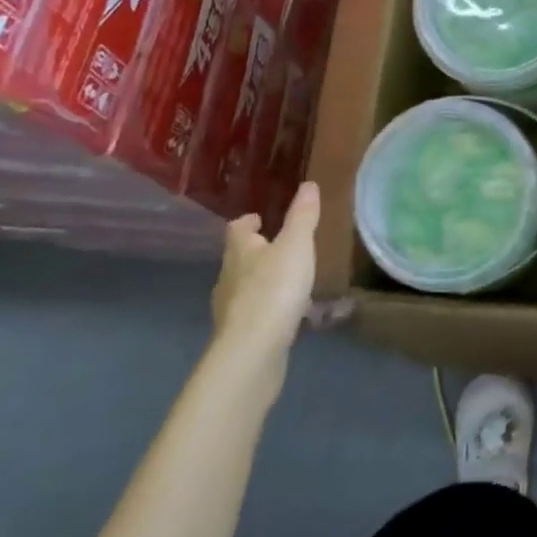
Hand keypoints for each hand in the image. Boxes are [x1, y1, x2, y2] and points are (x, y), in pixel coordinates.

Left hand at [212, 183, 321, 355]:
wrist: (252, 351)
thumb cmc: (274, 289)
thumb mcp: (296, 246)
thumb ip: (303, 216)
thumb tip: (308, 184)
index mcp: (240, 250)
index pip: (237, 228)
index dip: (248, 222)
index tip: (261, 218)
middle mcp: (229, 276)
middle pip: (239, 257)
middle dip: (257, 251)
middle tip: (281, 247)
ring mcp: (231, 309)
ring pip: (246, 287)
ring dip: (263, 281)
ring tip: (290, 281)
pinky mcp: (240, 335)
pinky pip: (255, 314)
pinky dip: (269, 309)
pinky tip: (288, 314)